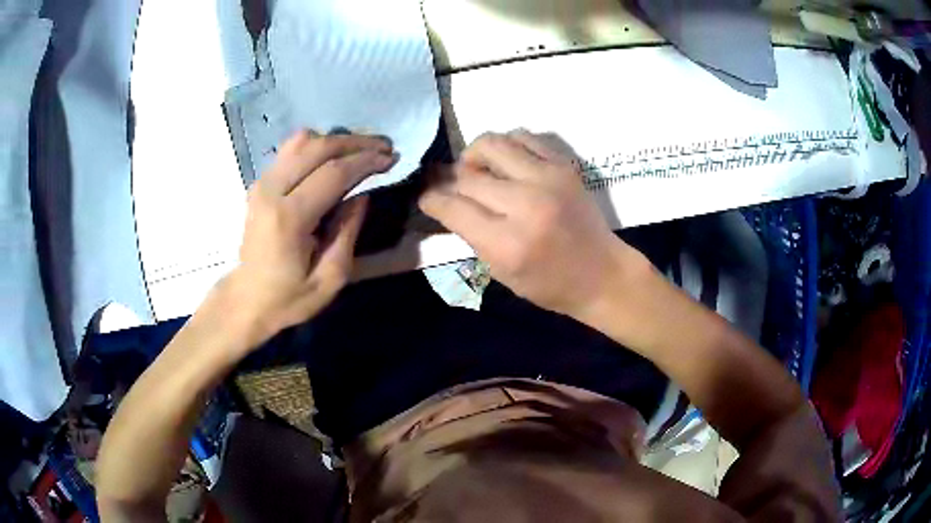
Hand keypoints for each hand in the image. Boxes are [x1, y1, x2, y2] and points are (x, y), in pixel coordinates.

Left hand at [224, 129, 394, 342]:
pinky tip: (333, 156)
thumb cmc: (289, 297)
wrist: (247, 299)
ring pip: (301, 141)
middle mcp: (271, 191)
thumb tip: (363, 196)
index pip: (333, 173)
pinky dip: (316, 145)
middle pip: (317, 147)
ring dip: (335, 140)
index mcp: (289, 218)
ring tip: (360, 149)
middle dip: (355, 143)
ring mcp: (262, 183)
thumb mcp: (329, 280)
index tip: (391, 158)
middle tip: (382, 147)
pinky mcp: (259, 183)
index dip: (365, 161)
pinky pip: (289, 150)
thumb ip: (347, 234)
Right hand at [419, 130, 648, 319]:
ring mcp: (548, 179)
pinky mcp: (563, 166)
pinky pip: (522, 137)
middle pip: (467, 175)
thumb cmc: (550, 285)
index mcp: (507, 243)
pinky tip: (506, 163)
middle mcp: (526, 204)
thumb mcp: (501, 272)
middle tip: (448, 185)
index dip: (432, 199)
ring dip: (474, 155)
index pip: (452, 207)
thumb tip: (445, 201)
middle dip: (448, 179)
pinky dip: (506, 146)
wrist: (602, 274)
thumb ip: (471, 234)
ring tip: (477, 170)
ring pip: (491, 143)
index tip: (427, 197)